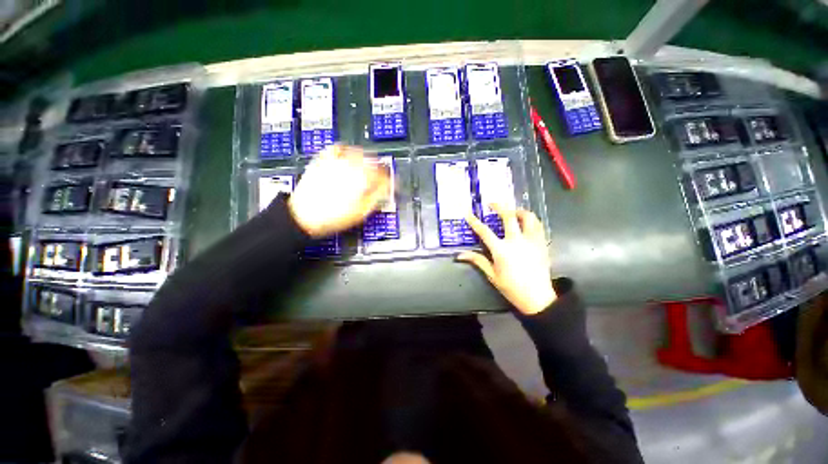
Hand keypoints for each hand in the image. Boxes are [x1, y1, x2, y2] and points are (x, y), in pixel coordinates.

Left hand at [288, 145, 391, 237]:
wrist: (303, 216)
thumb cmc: (333, 217)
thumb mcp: (360, 213)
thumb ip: (376, 198)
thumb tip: (385, 190)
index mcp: (361, 181)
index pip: (382, 176)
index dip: (390, 181)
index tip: (392, 185)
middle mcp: (350, 168)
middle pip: (372, 162)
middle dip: (381, 169)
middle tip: (383, 176)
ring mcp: (336, 163)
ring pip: (358, 152)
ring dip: (367, 157)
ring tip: (369, 165)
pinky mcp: (323, 161)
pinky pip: (337, 148)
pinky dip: (346, 149)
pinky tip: (349, 154)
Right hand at [456, 204, 555, 314]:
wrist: (538, 297)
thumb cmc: (512, 287)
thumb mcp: (492, 275)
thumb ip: (477, 261)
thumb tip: (460, 255)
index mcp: (501, 250)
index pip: (484, 231)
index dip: (474, 221)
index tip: (468, 213)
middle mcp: (516, 241)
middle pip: (508, 216)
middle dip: (499, 206)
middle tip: (492, 203)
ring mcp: (531, 241)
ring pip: (528, 217)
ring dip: (518, 211)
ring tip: (512, 211)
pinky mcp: (542, 243)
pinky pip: (538, 225)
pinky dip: (531, 220)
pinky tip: (526, 223)